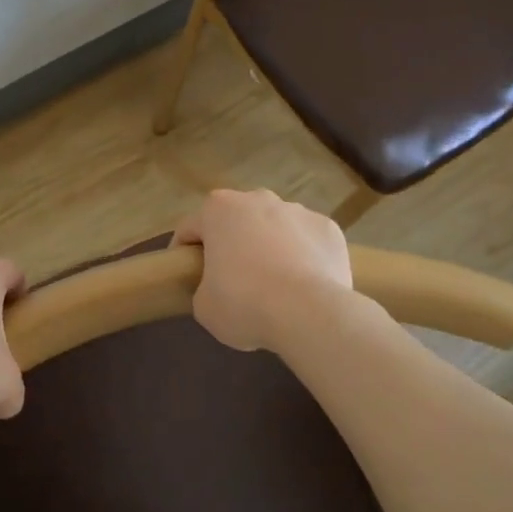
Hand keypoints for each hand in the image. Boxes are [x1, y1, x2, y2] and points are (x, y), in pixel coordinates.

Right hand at [174, 189, 353, 351]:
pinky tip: (307, 284)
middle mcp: (256, 199)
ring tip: (277, 285)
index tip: (187, 275)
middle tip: (234, 280)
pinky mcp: (328, 227)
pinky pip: (309, 241)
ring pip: (275, 227)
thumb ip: (204, 288)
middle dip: (233, 244)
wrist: (310, 313)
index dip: (184, 252)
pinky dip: (305, 257)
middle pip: (236, 222)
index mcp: (218, 209)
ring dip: (271, 247)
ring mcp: (295, 210)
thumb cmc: (245, 303)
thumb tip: (216, 289)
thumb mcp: (205, 306)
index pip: (190, 228)